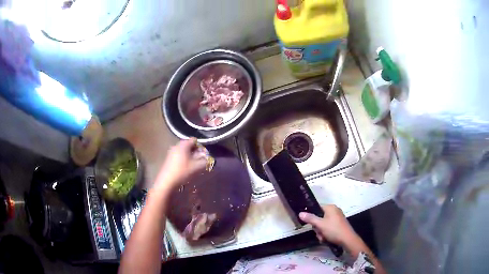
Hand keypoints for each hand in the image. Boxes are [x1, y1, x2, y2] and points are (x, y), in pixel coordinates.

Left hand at [155, 138, 206, 190]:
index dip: (200, 146)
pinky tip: (186, 166)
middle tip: (200, 159)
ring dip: (190, 155)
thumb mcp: (196, 167)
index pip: (194, 140)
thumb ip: (204, 160)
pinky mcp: (169, 157)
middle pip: (189, 145)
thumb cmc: (182, 172)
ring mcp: (172, 151)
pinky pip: (179, 154)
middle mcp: (177, 145)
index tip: (203, 154)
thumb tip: (208, 157)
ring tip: (194, 164)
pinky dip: (184, 158)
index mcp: (183, 145)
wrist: (167, 181)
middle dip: (195, 151)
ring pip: (184, 150)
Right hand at [299, 205, 355, 245]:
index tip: (310, 224)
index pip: (317, 208)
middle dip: (317, 227)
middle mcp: (334, 211)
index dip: (312, 216)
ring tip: (323, 238)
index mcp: (331, 207)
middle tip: (319, 233)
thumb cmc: (333, 230)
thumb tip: (300, 213)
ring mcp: (337, 218)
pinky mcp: (339, 225)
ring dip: (321, 232)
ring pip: (323, 224)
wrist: (347, 239)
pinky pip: (329, 227)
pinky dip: (326, 233)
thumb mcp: (320, 225)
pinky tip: (326, 239)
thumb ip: (310, 218)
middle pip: (319, 218)